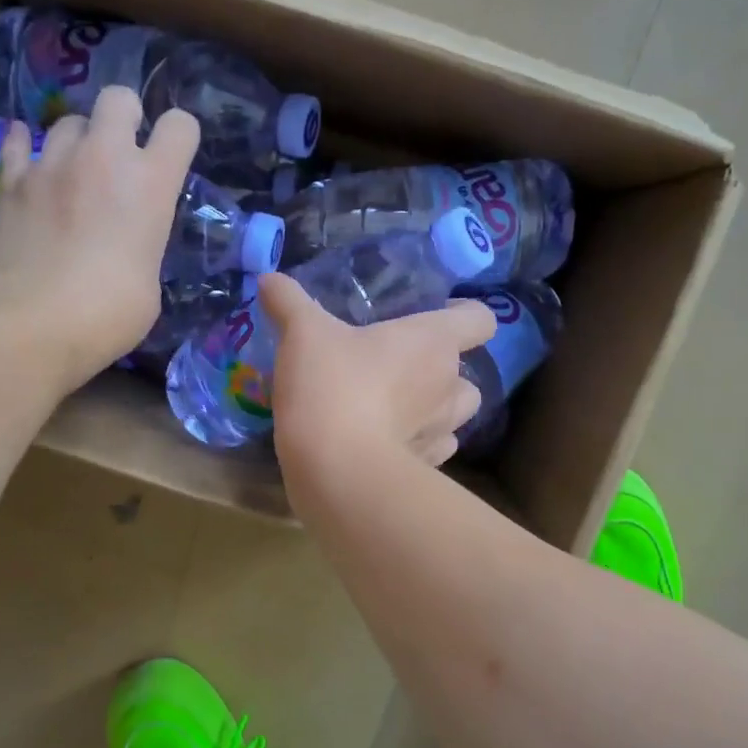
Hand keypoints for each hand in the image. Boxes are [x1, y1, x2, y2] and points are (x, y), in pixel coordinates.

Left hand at [0, 86, 198, 392]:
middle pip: (118, 99)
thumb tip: (129, 242)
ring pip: (68, 121)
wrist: (34, 325)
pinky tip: (30, 161)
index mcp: (150, 184)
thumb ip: (145, 243)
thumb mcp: (150, 281)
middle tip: (122, 155)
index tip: (173, 158)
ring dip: (78, 141)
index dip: (180, 137)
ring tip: (75, 172)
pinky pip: (18, 143)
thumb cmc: (109, 314)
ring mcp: (51, 164)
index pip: (180, 126)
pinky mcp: (11, 181)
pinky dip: (26, 148)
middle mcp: (103, 158)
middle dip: (125, 118)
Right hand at [259, 271, 495, 483]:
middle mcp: (448, 383)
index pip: (479, 319)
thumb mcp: (302, 334)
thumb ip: (288, 302)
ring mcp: (442, 430)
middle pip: (467, 373)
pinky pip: (434, 450)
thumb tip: (269, 278)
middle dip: (443, 372)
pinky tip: (387, 445)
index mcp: (432, 341)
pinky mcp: (426, 467)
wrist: (338, 469)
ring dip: (436, 411)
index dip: (464, 315)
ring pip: (456, 416)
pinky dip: (418, 446)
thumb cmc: (331, 386)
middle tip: (402, 371)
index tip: (437, 317)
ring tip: (399, 410)